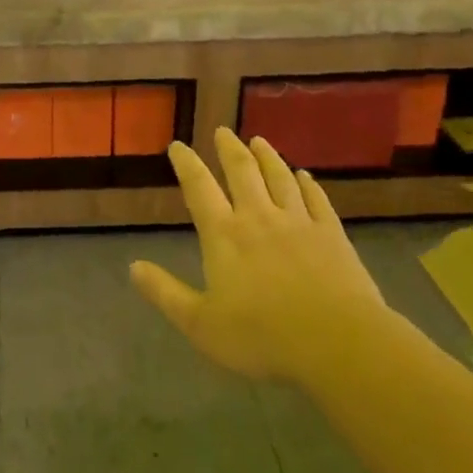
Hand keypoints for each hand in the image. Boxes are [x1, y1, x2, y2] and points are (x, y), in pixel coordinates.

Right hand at [131, 129, 380, 380]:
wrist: (338, 342)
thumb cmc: (263, 336)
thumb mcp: (200, 324)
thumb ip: (165, 293)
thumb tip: (133, 266)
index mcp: (224, 235)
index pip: (199, 189)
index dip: (186, 164)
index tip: (177, 146)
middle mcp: (258, 217)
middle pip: (242, 172)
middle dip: (229, 149)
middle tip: (222, 130)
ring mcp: (298, 222)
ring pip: (279, 178)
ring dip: (267, 156)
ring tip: (259, 141)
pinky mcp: (332, 234)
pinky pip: (316, 199)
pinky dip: (308, 184)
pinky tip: (304, 175)